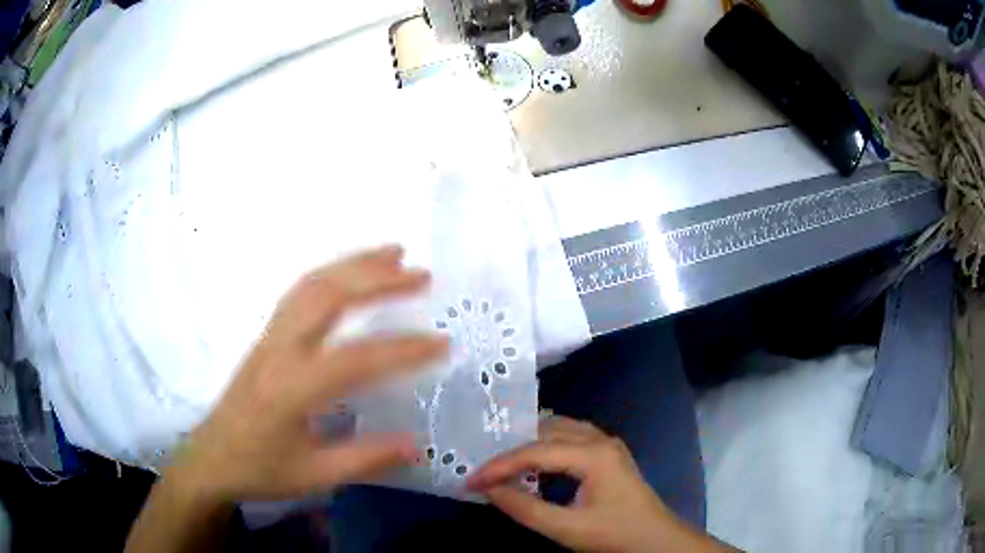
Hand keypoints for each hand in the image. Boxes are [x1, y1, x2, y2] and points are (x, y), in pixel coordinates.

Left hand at [172, 245, 448, 500]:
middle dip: (377, 279)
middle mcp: (280, 350)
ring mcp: (270, 336)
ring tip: (393, 254)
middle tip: (421, 274)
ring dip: (353, 264)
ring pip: (311, 284)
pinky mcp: (266, 335)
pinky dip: (331, 273)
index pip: (356, 359)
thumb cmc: (260, 469)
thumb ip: (365, 459)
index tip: (443, 344)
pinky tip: (351, 273)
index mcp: (292, 389)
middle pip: (328, 296)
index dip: (403, 349)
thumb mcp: (314, 475)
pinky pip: (299, 291)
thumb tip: (417, 446)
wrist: (212, 456)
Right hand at [468, 417, 728, 552]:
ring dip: (529, 443)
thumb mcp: (566, 529)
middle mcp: (600, 439)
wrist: (657, 540)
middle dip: (511, 450)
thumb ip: (525, 509)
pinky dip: (546, 445)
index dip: (498, 466)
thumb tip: (489, 490)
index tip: (470, 481)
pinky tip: (535, 461)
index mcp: (593, 454)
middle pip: (545, 433)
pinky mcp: (609, 453)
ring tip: (501, 460)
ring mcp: (607, 443)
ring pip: (559, 429)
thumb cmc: (614, 535)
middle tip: (482, 467)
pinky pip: (571, 437)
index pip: (534, 452)